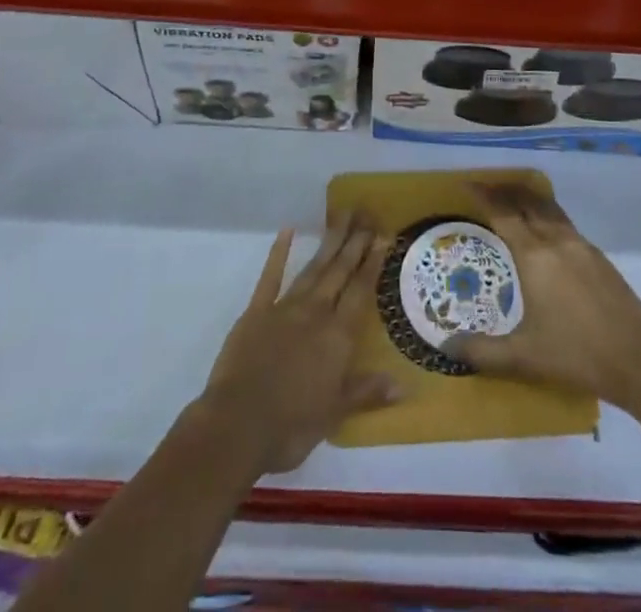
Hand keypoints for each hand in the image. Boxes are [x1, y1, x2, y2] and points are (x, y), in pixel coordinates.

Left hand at [198, 213, 398, 474]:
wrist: (237, 426)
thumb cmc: (291, 426)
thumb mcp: (334, 414)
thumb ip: (367, 392)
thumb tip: (403, 385)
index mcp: (337, 337)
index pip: (361, 292)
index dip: (373, 263)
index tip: (383, 236)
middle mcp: (315, 313)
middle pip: (339, 271)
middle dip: (355, 242)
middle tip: (367, 214)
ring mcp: (284, 308)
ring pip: (313, 268)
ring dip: (329, 242)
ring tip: (341, 217)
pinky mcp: (256, 312)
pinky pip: (270, 277)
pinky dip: (279, 253)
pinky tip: (287, 231)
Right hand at [445, 182, 640, 421]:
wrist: (640, 363)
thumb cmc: (576, 356)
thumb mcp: (524, 357)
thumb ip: (482, 351)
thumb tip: (445, 347)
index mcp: (535, 256)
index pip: (503, 213)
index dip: (483, 195)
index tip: (467, 183)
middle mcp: (557, 240)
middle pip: (527, 201)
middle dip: (505, 190)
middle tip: (485, 187)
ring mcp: (582, 245)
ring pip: (549, 208)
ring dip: (528, 198)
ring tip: (512, 201)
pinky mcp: (599, 257)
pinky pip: (565, 222)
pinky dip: (546, 215)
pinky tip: (544, 233)